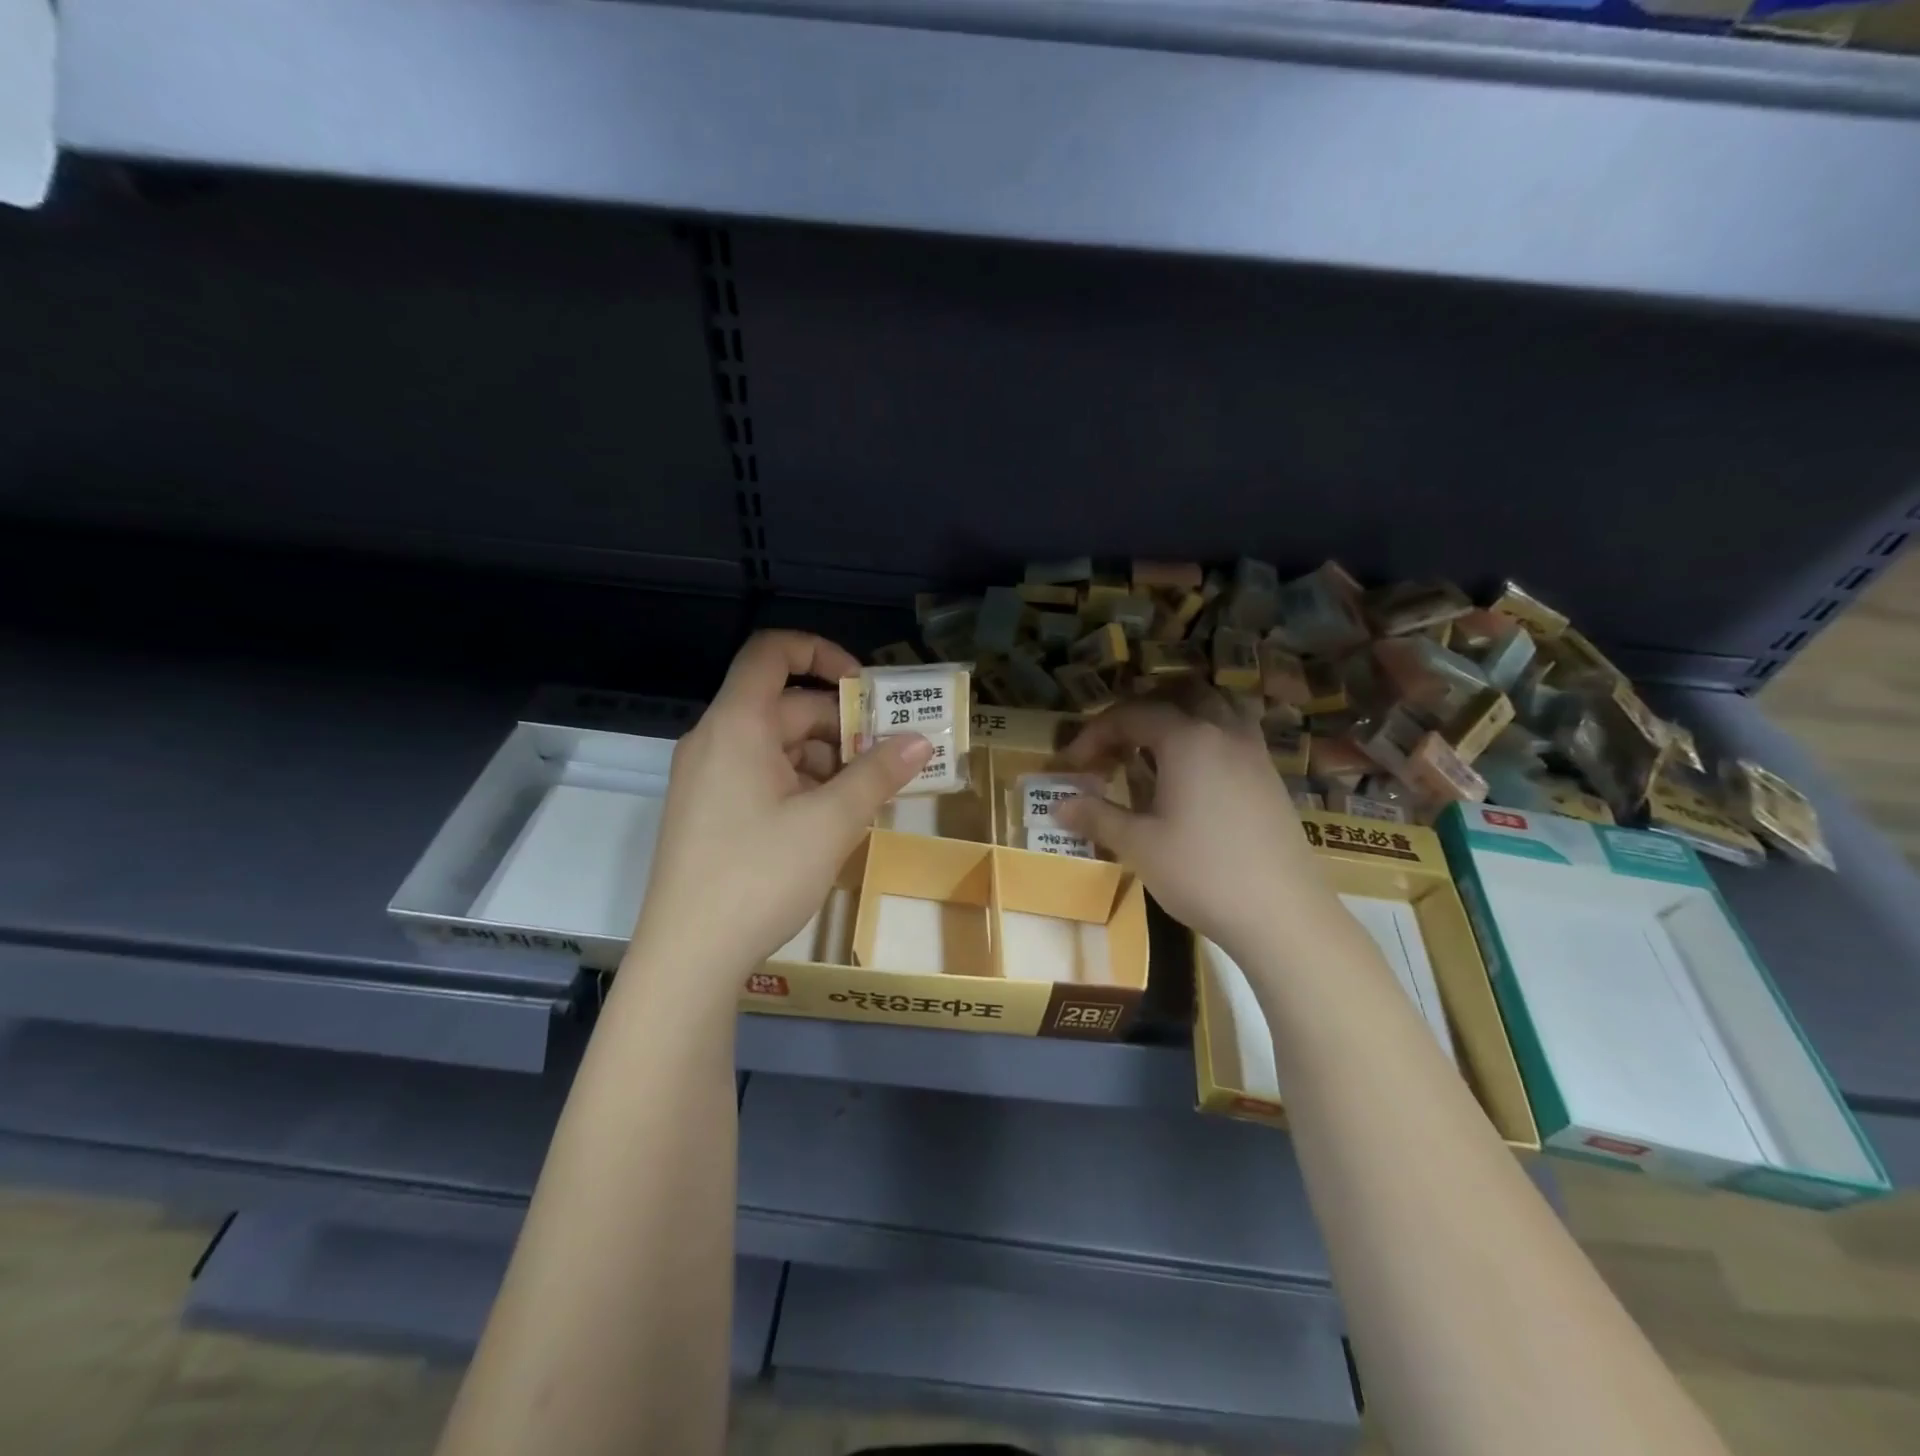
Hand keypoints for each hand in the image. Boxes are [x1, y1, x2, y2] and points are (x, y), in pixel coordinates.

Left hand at [631, 632, 931, 979]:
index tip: (865, 688)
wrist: (688, 957)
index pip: (772, 652)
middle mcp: (716, 740)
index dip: (821, 652)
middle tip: (888, 759)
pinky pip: (761, 777)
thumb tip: (921, 741)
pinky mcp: (709, 812)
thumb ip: (877, 774)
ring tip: (866, 797)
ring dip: (826, 761)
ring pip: (778, 747)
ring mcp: (708, 779)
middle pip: (785, 707)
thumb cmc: (760, 876)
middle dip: (841, 727)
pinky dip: (801, 785)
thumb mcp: (831, 822)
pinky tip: (831, 821)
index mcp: (737, 725)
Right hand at [1056, 691, 1332, 960]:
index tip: (1072, 763)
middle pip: (1178, 696)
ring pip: (1215, 707)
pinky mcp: (1271, 776)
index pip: (1131, 715)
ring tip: (1155, 749)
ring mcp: (1254, 752)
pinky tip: (1194, 775)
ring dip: (1180, 717)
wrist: (1283, 914)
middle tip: (1116, 745)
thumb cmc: (1202, 873)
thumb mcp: (1139, 846)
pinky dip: (1207, 736)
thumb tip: (1058, 805)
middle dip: (1139, 713)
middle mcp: (1223, 732)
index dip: (1095, 734)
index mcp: (1188, 739)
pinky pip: (1235, 733)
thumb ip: (1097, 816)